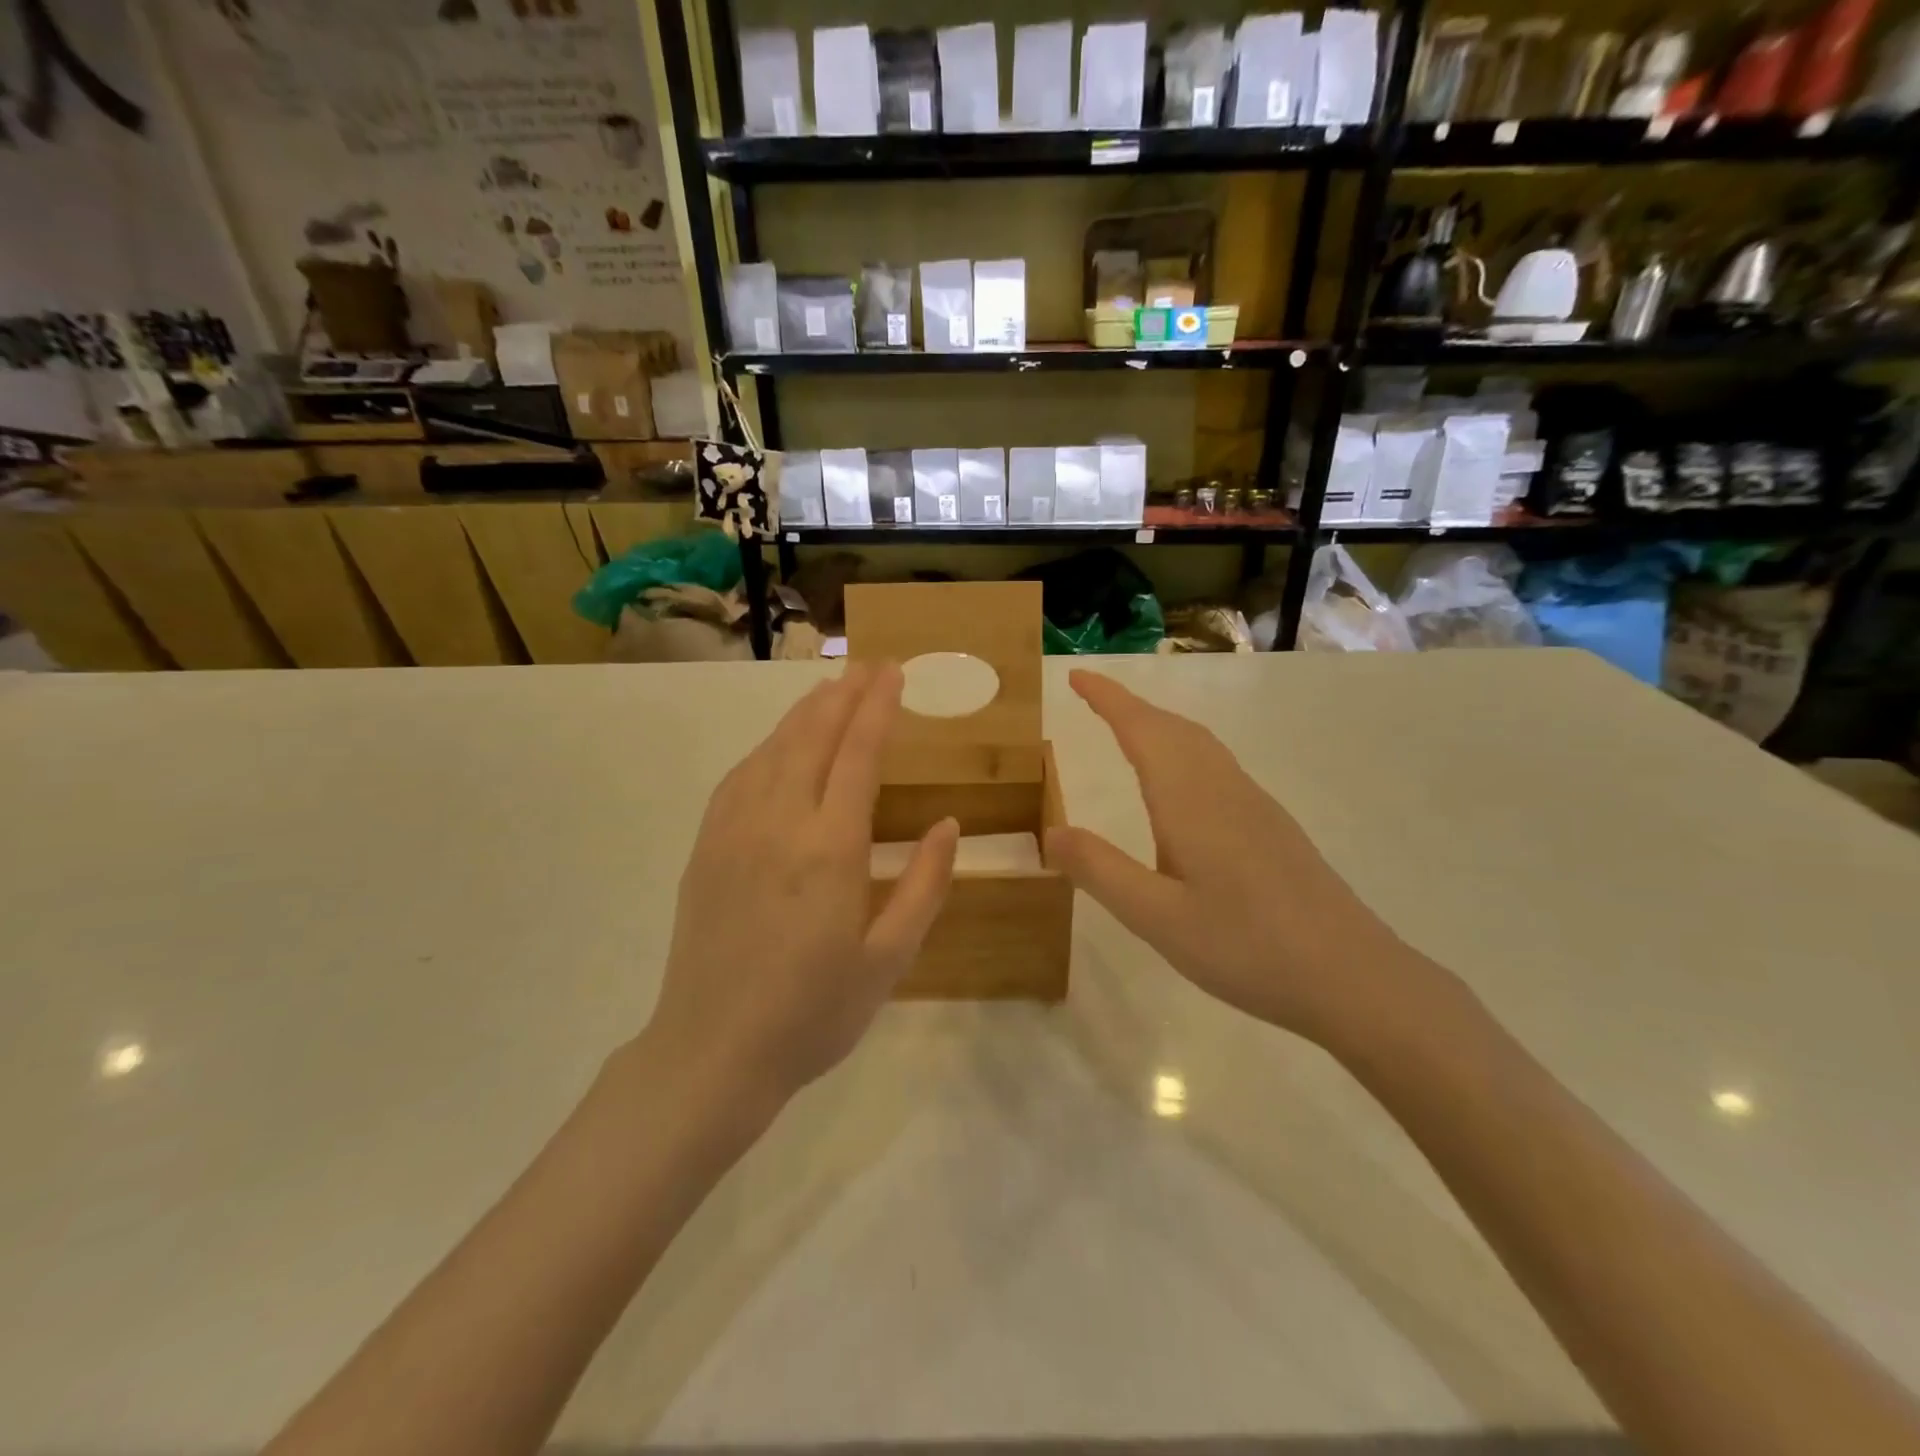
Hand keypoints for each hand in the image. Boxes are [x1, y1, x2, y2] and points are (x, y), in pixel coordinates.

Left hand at [647, 663, 957, 1116]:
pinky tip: (777, 746)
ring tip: (830, 691)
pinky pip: (739, 778)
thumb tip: (948, 825)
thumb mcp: (889, 959)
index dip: (878, 708)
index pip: (857, 754)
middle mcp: (779, 823)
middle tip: (868, 667)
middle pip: (812, 738)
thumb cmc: (813, 1013)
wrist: (712, 1053)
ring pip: (772, 750)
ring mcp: (734, 832)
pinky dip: (765, 748)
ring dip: (804, 714)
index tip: (894, 674)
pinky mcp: (706, 848)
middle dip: (844, 696)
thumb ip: (923, 885)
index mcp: (830, 848)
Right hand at [1046, 669, 1427, 1048]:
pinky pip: (1217, 767)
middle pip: (1173, 728)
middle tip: (1092, 700)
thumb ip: (1100, 870)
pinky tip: (1181, 790)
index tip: (1076, 675)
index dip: (1107, 698)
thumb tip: (1050, 831)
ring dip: (1160, 726)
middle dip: (1130, 706)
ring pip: (1200, 745)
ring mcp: (1254, 805)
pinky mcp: (1273, 827)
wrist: (1352, 976)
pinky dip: (1185, 752)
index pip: (1141, 729)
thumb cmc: (1246, 946)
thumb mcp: (1156, 917)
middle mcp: (1223, 788)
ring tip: (1128, 732)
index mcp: (1189, 799)